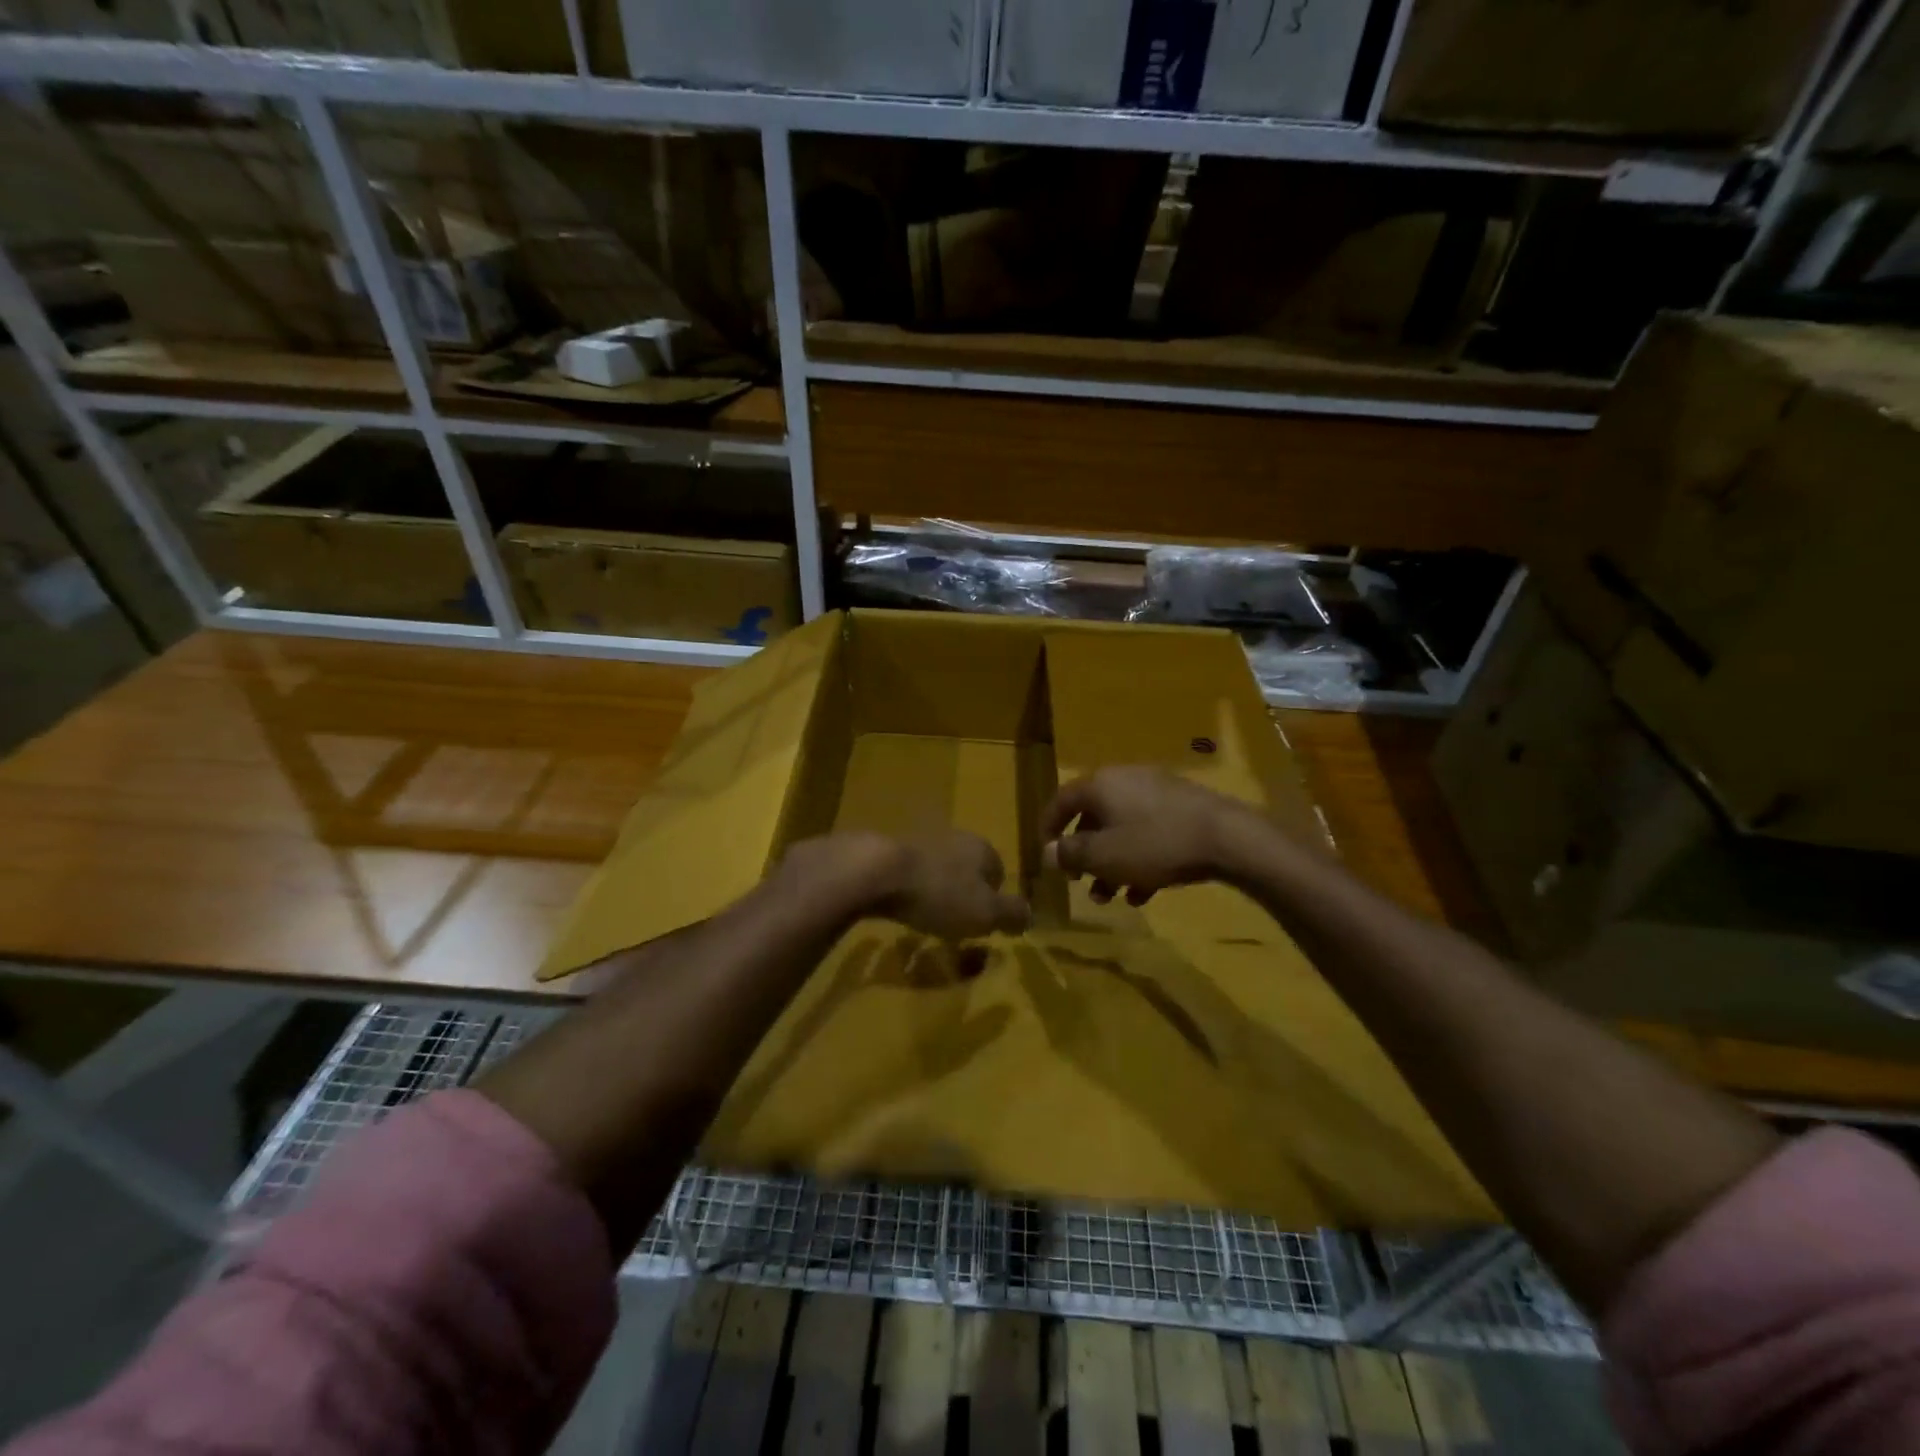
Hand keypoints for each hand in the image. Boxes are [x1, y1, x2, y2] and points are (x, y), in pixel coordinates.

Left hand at [778, 830, 1029, 940]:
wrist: (876, 871)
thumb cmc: (940, 894)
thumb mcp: (986, 913)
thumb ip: (1012, 914)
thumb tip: (1030, 916)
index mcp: (982, 848)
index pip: (999, 872)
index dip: (994, 900)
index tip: (983, 923)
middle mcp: (954, 838)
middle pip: (967, 869)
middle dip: (963, 894)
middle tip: (955, 923)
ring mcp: (919, 841)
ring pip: (937, 870)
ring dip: (934, 891)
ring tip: (925, 918)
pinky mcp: (888, 851)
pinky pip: (908, 874)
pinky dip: (908, 890)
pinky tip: (899, 907)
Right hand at [1041, 766, 1264, 905]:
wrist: (1228, 838)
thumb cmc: (1155, 844)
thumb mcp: (1104, 856)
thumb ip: (1071, 854)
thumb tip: (1048, 852)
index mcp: (1101, 785)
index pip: (1062, 800)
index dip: (1048, 827)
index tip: (1046, 854)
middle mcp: (1125, 780)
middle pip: (1094, 818)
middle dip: (1085, 855)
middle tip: (1080, 882)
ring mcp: (1157, 792)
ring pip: (1123, 829)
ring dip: (1112, 864)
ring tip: (1111, 897)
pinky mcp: (1183, 808)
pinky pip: (1150, 833)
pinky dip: (1140, 859)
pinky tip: (1143, 892)